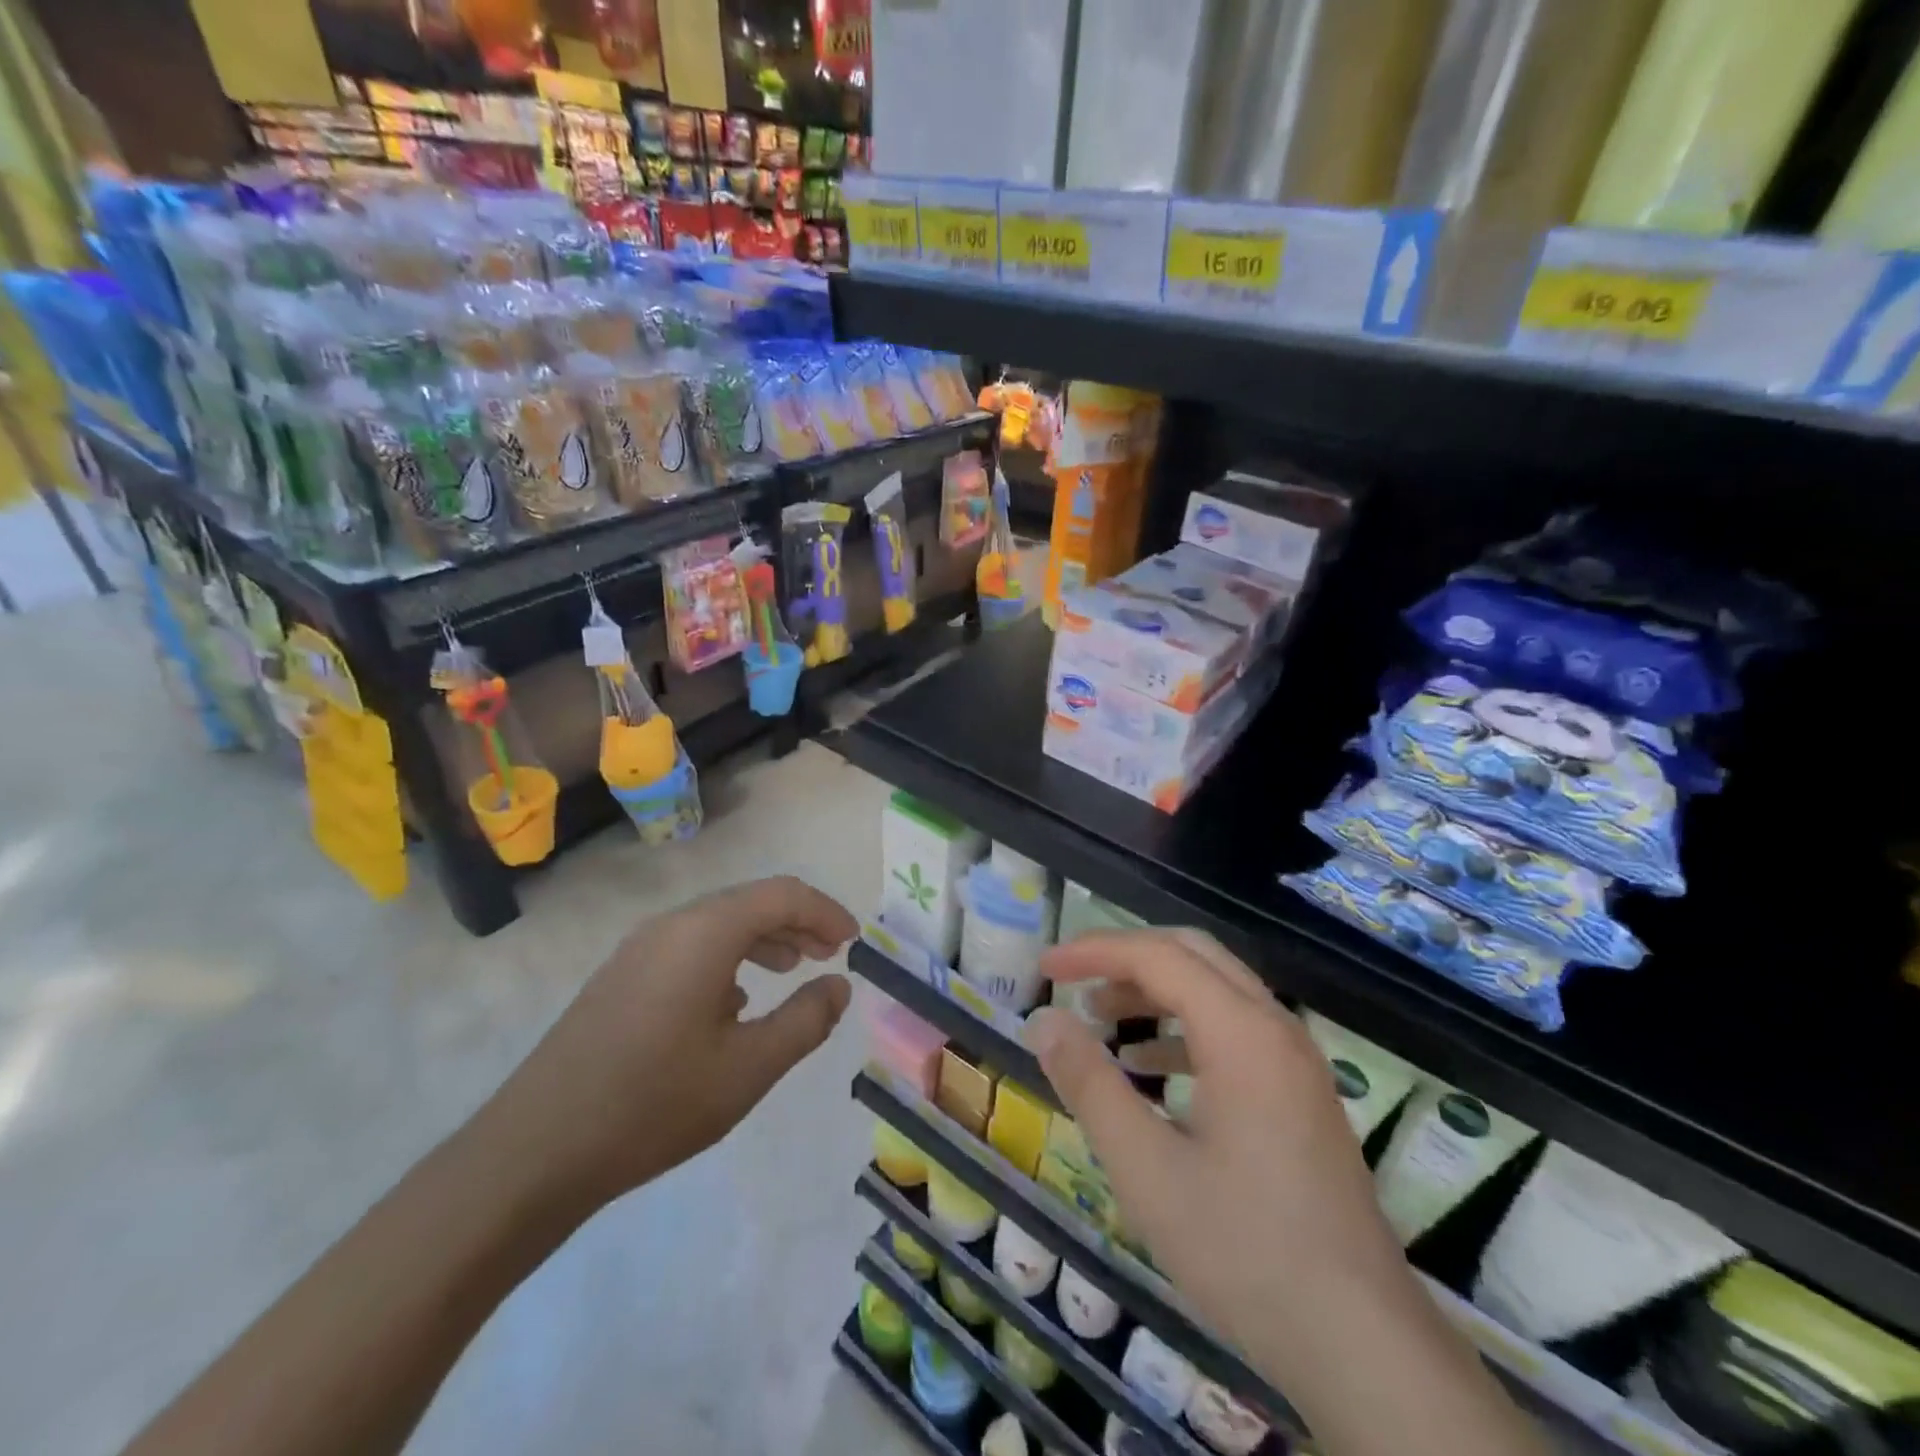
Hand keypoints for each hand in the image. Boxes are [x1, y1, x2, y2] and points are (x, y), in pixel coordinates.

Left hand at [478, 876, 856, 1221]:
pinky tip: (736, 1000)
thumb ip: (805, 1020)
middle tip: (831, 955)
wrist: (534, 1152)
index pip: (782, 894)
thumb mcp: (748, 1068)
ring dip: (764, 937)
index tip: (853, 942)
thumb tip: (839, 986)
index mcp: (705, 933)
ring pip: (719, 923)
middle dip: (798, 922)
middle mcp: (672, 925)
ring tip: (793, 968)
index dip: (826, 912)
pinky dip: (729, 955)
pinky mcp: (621, 976)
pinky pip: (690, 945)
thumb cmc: (654, 1104)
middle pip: (750, 901)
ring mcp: (639, 949)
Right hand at [1027, 930, 1407, 1381]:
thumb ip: (1089, 1083)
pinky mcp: (1301, 1095)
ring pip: (1216, 990)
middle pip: (1192, 955)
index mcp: (1243, 1033)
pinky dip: (1183, 1029)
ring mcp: (1296, 1062)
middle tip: (1071, 980)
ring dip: (1154, 991)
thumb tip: (1044, 1021)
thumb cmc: (1245, 1250)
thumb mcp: (1146, 1168)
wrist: (1364, 1348)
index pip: (1157, 956)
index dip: (1094, 951)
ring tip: (1099, 1018)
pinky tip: (1149, 1070)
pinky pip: (1235, 1030)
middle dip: (1125, 957)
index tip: (1043, 969)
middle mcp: (1276, 1028)